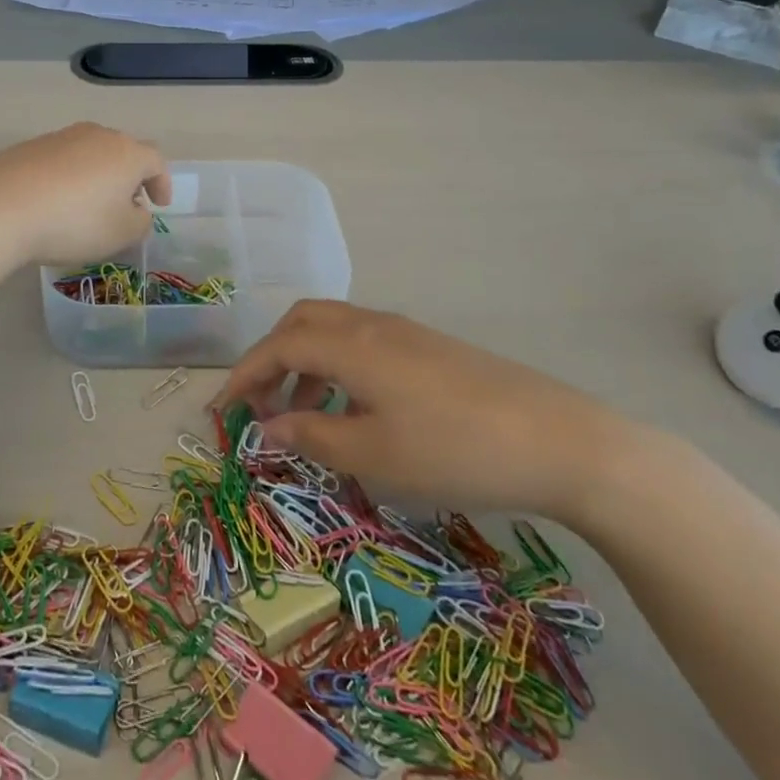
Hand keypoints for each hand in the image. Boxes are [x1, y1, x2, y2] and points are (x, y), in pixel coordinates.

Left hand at [0, 123, 169, 267]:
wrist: (0, 206)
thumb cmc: (74, 222)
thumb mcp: (121, 234)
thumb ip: (140, 222)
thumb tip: (136, 210)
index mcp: (127, 152)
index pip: (156, 161)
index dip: (162, 183)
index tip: (159, 204)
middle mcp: (97, 135)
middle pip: (122, 152)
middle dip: (129, 178)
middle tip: (126, 204)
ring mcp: (60, 137)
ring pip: (90, 154)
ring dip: (97, 177)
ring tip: (88, 206)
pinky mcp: (29, 147)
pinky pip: (60, 161)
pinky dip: (67, 179)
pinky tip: (55, 203)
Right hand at [213, 300, 638, 523]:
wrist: (558, 441)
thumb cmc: (453, 451)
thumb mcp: (373, 456)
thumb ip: (311, 437)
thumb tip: (266, 427)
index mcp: (351, 345)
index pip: (278, 347)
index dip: (243, 376)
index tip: (221, 411)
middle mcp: (371, 325)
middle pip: (302, 323)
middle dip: (271, 359)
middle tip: (260, 405)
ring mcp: (404, 333)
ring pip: (334, 332)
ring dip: (305, 365)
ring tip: (305, 419)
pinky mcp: (429, 347)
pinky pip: (363, 344)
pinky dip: (339, 369)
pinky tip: (355, 413)